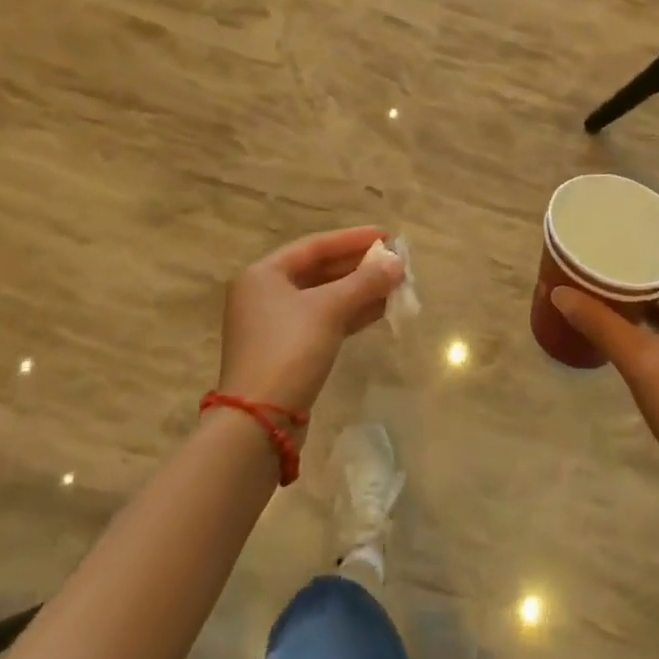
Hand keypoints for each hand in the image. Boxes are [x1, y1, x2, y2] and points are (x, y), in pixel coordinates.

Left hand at [218, 226, 404, 416]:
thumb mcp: (329, 309)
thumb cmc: (289, 350)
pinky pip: (324, 320)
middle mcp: (265, 294)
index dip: (354, 239)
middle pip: (320, 270)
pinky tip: (380, 310)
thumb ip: (365, 282)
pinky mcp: (287, 351)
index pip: (315, 245)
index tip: (388, 235)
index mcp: (264, 274)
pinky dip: (350, 313)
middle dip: (360, 267)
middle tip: (396, 262)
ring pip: (325, 297)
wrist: (260, 422)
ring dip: (360, 291)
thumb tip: (398, 263)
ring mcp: (275, 325)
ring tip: (396, 285)